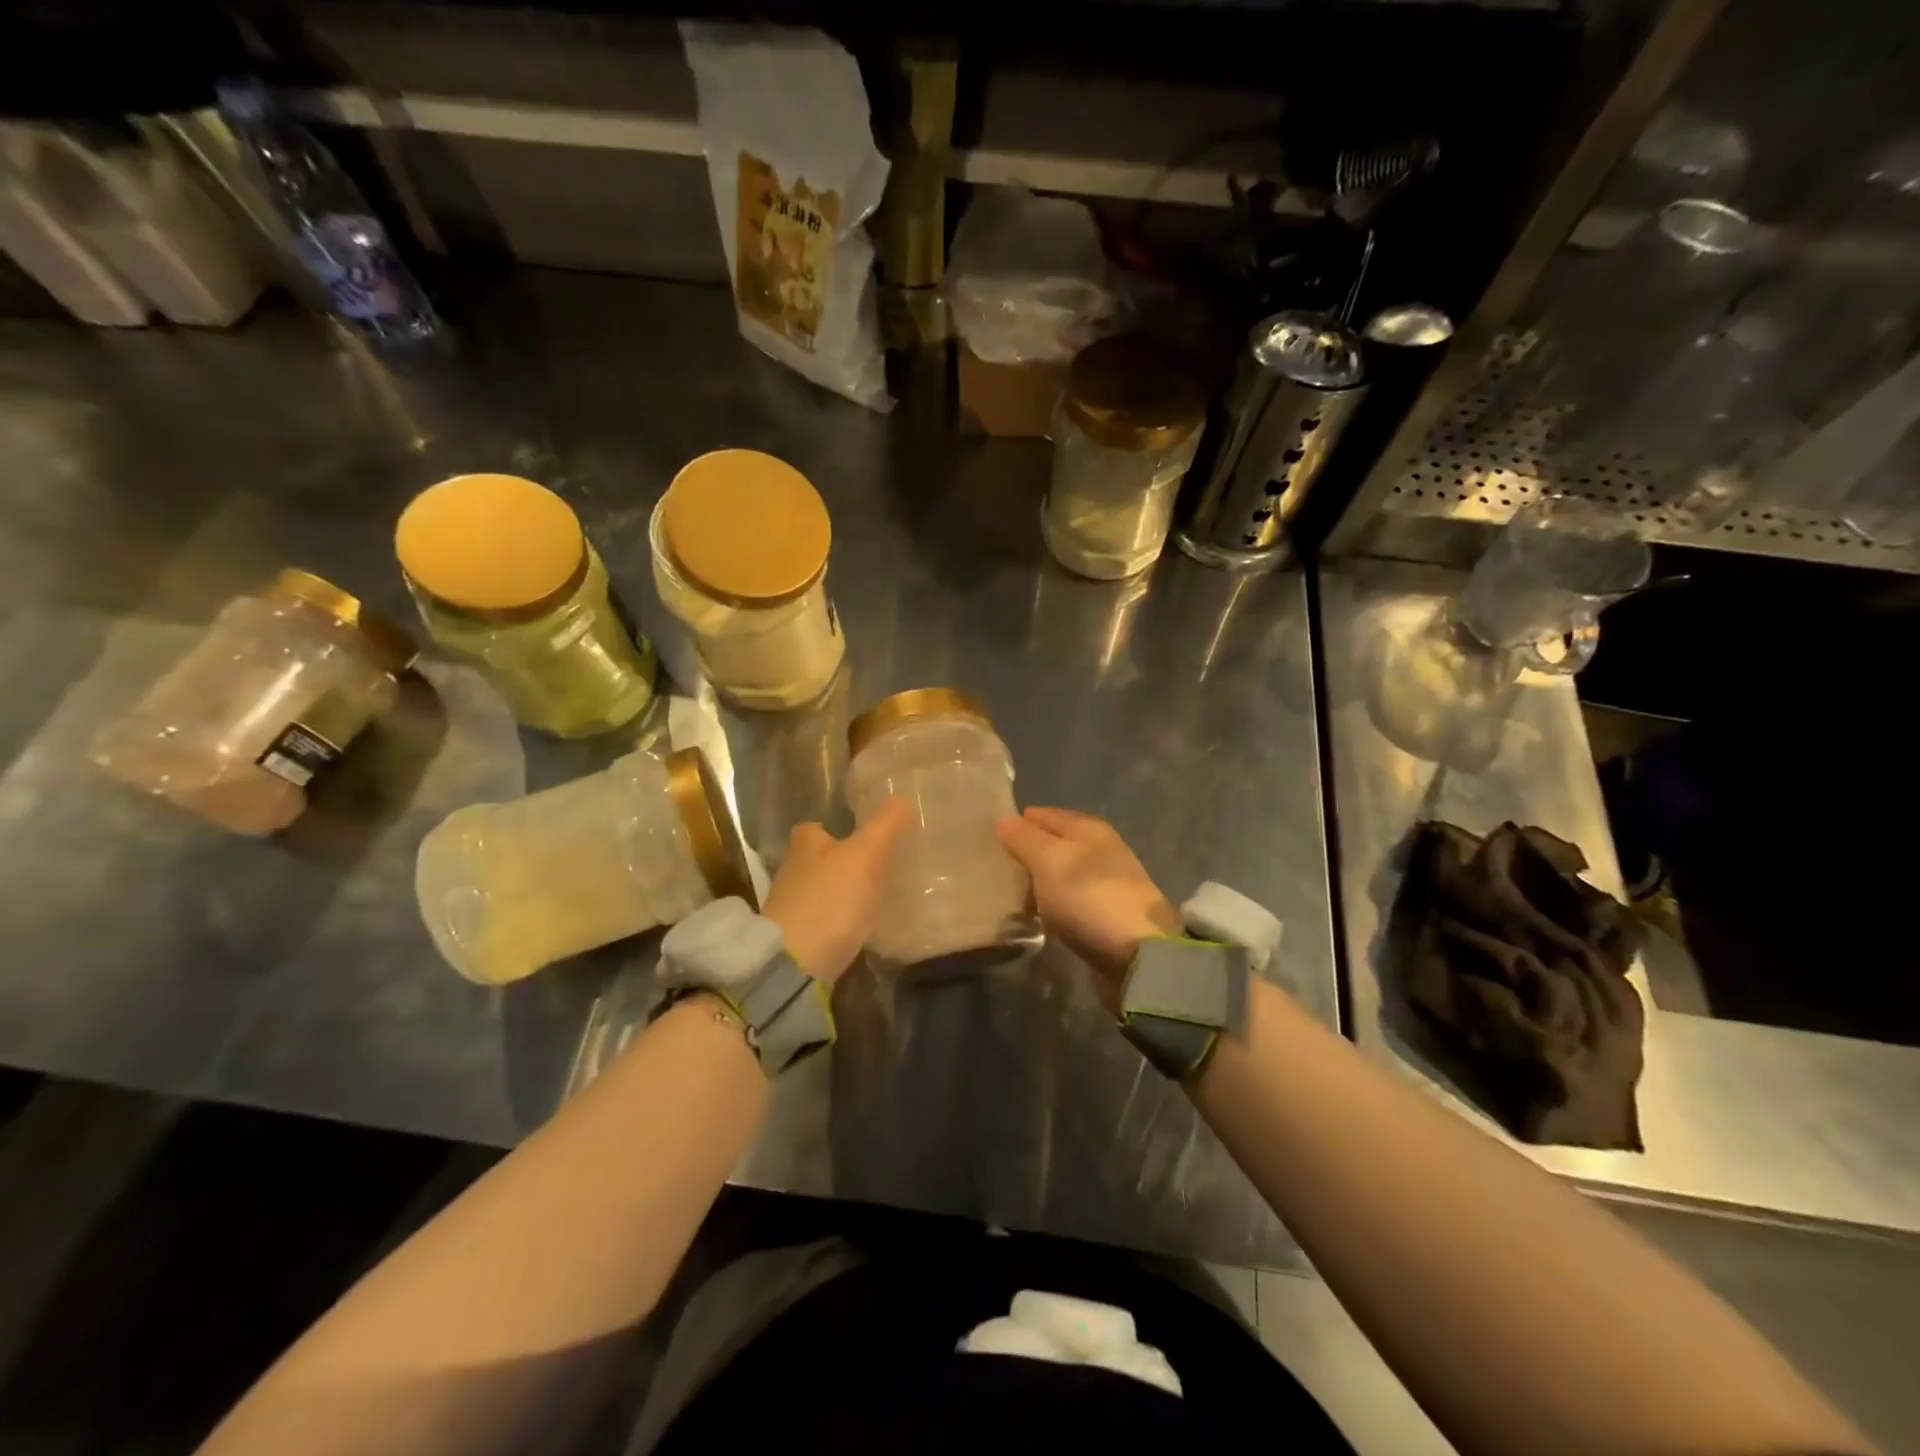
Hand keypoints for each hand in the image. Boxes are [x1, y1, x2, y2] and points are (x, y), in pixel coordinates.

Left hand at [761, 798, 909, 986]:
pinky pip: (821, 922)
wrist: (795, 966)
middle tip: (873, 868)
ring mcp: (789, 909)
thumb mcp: (866, 855)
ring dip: (838, 894)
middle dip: (839, 863)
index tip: (859, 836)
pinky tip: (857, 930)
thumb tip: (901, 798)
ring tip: (871, 899)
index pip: (814, 828)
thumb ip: (885, 825)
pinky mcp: (794, 940)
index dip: (834, 829)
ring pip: (818, 891)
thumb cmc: (831, 899)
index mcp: (804, 845)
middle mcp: (791, 872)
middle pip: (816, 860)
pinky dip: (836, 923)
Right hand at [996, 806, 1180, 983]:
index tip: (988, 834)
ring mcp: (1105, 881)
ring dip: (1038, 879)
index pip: (1044, 815)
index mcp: (1088, 827)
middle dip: (1026, 851)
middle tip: (992, 865)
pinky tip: (1035, 912)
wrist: (1138, 953)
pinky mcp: (1106, 913)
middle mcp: (1100, 848)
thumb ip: (1024, 839)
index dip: (1018, 821)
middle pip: (1054, 843)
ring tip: (1008, 891)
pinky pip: (1068, 898)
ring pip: (1061, 872)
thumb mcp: (1049, 860)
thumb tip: (1004, 819)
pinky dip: (1051, 902)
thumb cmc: (1089, 896)